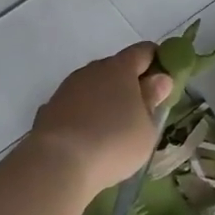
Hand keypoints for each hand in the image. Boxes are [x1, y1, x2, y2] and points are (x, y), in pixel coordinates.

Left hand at [30, 44, 174, 196]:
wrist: (58, 163)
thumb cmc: (114, 143)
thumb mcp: (146, 128)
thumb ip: (153, 100)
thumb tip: (159, 79)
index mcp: (120, 68)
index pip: (144, 51)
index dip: (157, 61)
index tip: (165, 80)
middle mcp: (91, 70)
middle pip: (116, 68)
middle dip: (130, 83)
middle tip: (141, 110)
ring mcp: (67, 88)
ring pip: (93, 87)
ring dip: (105, 100)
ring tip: (114, 128)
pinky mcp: (50, 108)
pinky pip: (75, 106)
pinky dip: (85, 115)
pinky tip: (88, 138)